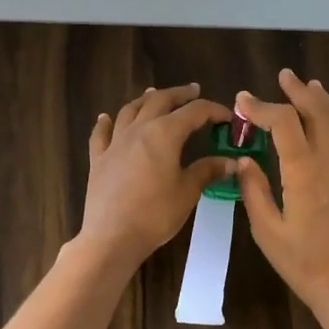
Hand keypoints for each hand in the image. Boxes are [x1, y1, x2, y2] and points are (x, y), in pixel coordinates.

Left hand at [77, 84, 235, 271]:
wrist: (112, 237)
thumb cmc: (156, 214)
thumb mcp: (188, 192)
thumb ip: (207, 171)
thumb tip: (230, 161)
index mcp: (165, 133)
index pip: (194, 112)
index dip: (213, 110)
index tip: (227, 118)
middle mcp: (139, 129)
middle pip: (160, 101)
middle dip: (179, 94)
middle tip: (193, 91)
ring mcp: (115, 143)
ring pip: (130, 110)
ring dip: (145, 99)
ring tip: (154, 93)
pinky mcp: (98, 159)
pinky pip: (101, 134)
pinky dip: (105, 122)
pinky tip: (106, 118)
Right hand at [236, 70, 328, 324]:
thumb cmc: (303, 264)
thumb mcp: (267, 231)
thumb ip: (254, 191)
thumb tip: (244, 161)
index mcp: (304, 171)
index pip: (284, 123)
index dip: (262, 107)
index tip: (243, 100)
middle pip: (317, 113)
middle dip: (298, 92)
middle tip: (284, 76)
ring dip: (323, 101)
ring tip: (311, 86)